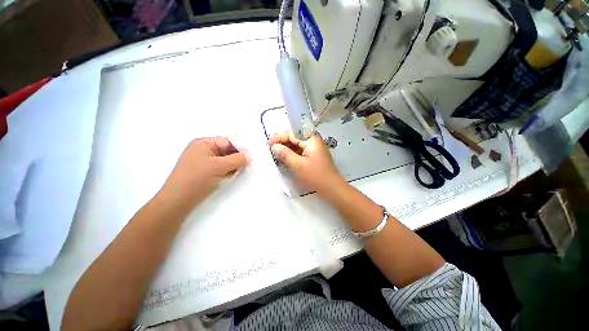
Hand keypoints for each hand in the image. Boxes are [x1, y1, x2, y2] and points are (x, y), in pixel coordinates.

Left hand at [160, 137, 248, 206]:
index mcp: (203, 143)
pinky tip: (231, 176)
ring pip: (225, 160)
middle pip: (227, 151)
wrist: (178, 201)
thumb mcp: (219, 166)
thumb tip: (250, 156)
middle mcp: (203, 150)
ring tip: (239, 172)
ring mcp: (203, 161)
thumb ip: (237, 159)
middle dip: (237, 158)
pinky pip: (220, 168)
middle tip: (248, 166)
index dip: (240, 149)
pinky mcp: (205, 172)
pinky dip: (228, 171)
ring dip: (233, 165)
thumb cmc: (197, 178)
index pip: (227, 141)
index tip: (251, 158)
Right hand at [269, 131, 343, 194]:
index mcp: (311, 139)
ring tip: (277, 155)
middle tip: (272, 150)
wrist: (332, 188)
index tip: (269, 143)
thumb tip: (274, 146)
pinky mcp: (315, 156)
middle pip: (295, 138)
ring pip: (298, 146)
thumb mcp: (297, 165)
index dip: (279, 137)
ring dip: (287, 149)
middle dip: (283, 143)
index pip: (292, 133)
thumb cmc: (315, 175)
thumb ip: (285, 154)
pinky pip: (302, 152)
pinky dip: (293, 155)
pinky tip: (286, 159)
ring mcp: (315, 149)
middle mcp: (314, 141)